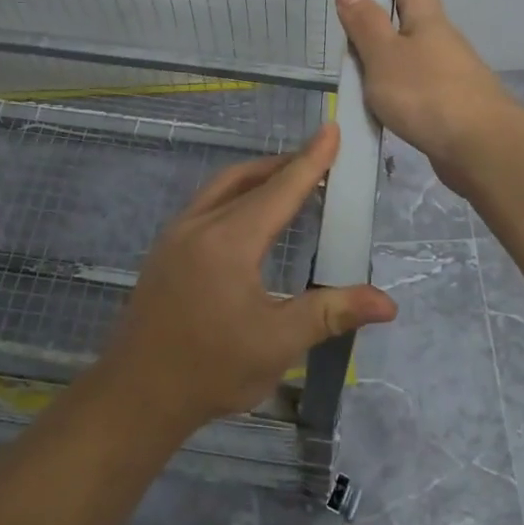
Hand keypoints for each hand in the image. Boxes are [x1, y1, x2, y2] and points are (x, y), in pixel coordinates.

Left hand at [103, 125, 398, 432]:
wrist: (136, 395)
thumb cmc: (211, 370)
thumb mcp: (278, 343)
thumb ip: (331, 313)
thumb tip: (387, 304)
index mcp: (229, 241)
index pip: (281, 190)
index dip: (311, 160)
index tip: (332, 129)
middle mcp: (200, 225)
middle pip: (249, 179)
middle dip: (286, 165)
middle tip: (320, 162)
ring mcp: (176, 234)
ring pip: (222, 187)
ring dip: (258, 177)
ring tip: (289, 183)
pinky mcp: (164, 249)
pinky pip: (206, 204)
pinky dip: (235, 194)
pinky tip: (248, 218)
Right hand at [335, 0, 516, 187]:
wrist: (481, 149)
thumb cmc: (428, 95)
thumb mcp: (385, 57)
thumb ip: (366, 26)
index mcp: (425, 20)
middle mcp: (439, 39)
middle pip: (412, 10)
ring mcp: (447, 71)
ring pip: (411, 47)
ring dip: (390, 41)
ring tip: (362, 44)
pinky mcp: (446, 102)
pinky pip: (412, 80)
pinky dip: (393, 77)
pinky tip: (380, 92)